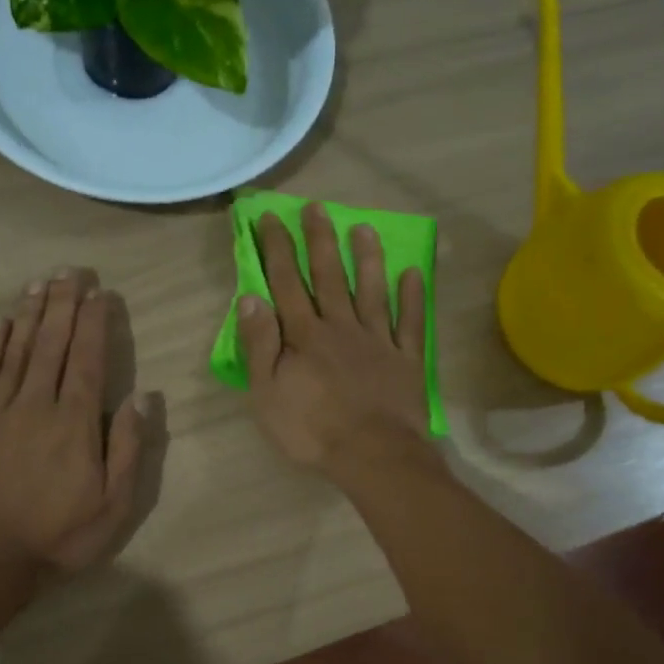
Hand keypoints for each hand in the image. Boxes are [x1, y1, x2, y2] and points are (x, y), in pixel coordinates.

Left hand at [0, 268, 148, 574]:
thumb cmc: (59, 535)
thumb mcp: (114, 503)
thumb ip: (129, 446)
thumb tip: (144, 395)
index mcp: (75, 422)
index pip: (88, 358)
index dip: (95, 322)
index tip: (100, 292)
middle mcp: (37, 404)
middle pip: (52, 343)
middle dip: (63, 303)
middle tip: (71, 271)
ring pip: (17, 351)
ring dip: (30, 314)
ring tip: (40, 283)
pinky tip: (0, 324)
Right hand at [238, 203, 432, 472]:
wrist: (372, 455)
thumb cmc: (311, 430)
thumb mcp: (267, 394)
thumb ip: (259, 345)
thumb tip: (250, 298)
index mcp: (305, 335)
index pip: (286, 283)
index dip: (276, 249)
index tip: (270, 218)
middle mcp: (341, 327)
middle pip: (328, 277)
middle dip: (319, 240)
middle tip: (317, 208)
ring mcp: (378, 341)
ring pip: (371, 291)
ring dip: (366, 258)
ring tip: (364, 228)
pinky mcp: (406, 360)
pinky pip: (410, 323)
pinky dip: (412, 297)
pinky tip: (412, 274)